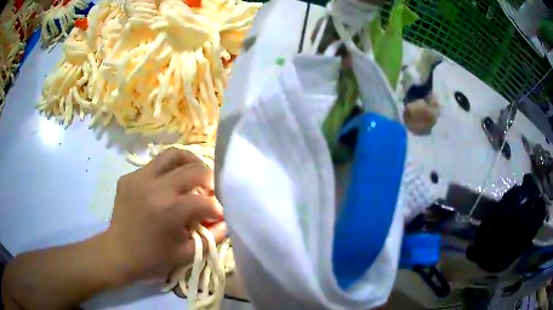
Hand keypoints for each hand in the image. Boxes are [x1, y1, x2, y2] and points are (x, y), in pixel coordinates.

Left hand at [103, 148, 226, 283]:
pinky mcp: (129, 176)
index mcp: (170, 209)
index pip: (205, 201)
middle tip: (210, 191)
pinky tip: (167, 184)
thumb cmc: (152, 259)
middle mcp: (156, 186)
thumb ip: (211, 238)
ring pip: (173, 155)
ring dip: (190, 163)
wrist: (118, 253)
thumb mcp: (185, 254)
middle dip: (209, 180)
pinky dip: (167, 171)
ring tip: (194, 174)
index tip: (217, 216)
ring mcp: (140, 177)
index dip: (217, 209)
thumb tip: (225, 222)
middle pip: (194, 169)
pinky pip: (154, 164)